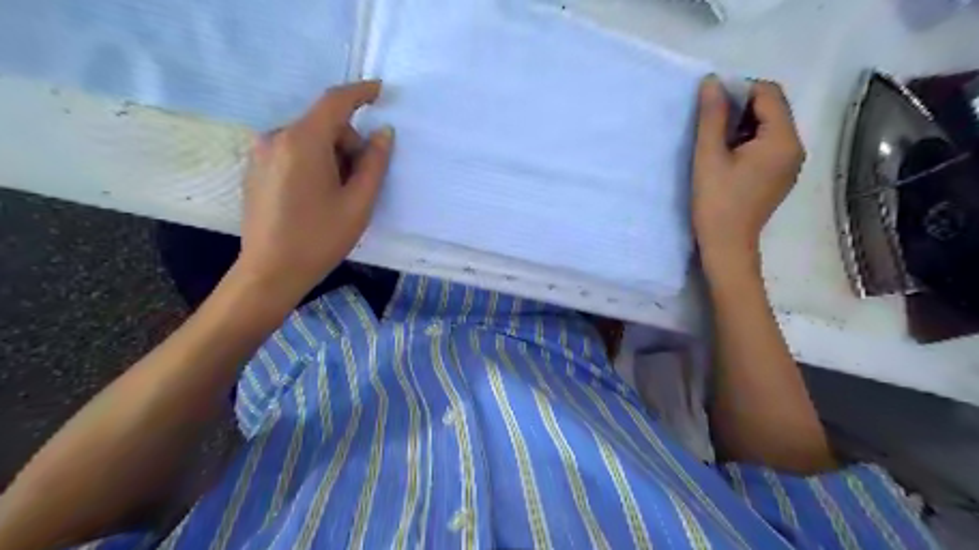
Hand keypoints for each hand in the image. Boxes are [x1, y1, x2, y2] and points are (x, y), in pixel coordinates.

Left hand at [232, 81, 391, 303]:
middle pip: (324, 125)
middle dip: (349, 144)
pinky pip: (293, 151)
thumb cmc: (320, 238)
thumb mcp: (359, 203)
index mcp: (303, 142)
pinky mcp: (256, 168)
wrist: (270, 271)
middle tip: (361, 182)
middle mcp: (276, 138)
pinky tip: (316, 197)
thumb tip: (383, 133)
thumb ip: (374, 164)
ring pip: (309, 139)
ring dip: (332, 156)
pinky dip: (314, 162)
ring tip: (338, 195)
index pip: (335, 102)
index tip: (380, 91)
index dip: (360, 93)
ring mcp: (261, 153)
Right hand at [686, 78, 802, 265]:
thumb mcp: (709, 157)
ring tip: (716, 144)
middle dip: (740, 109)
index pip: (768, 93)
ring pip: (769, 127)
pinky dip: (748, 142)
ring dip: (742, 126)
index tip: (711, 106)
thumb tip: (712, 81)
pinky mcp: (781, 176)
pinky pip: (769, 145)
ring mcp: (790, 163)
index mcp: (782, 140)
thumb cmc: (716, 202)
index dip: (739, 90)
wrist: (727, 246)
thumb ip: (711, 117)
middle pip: (772, 109)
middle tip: (710, 126)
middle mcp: (795, 147)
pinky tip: (728, 159)